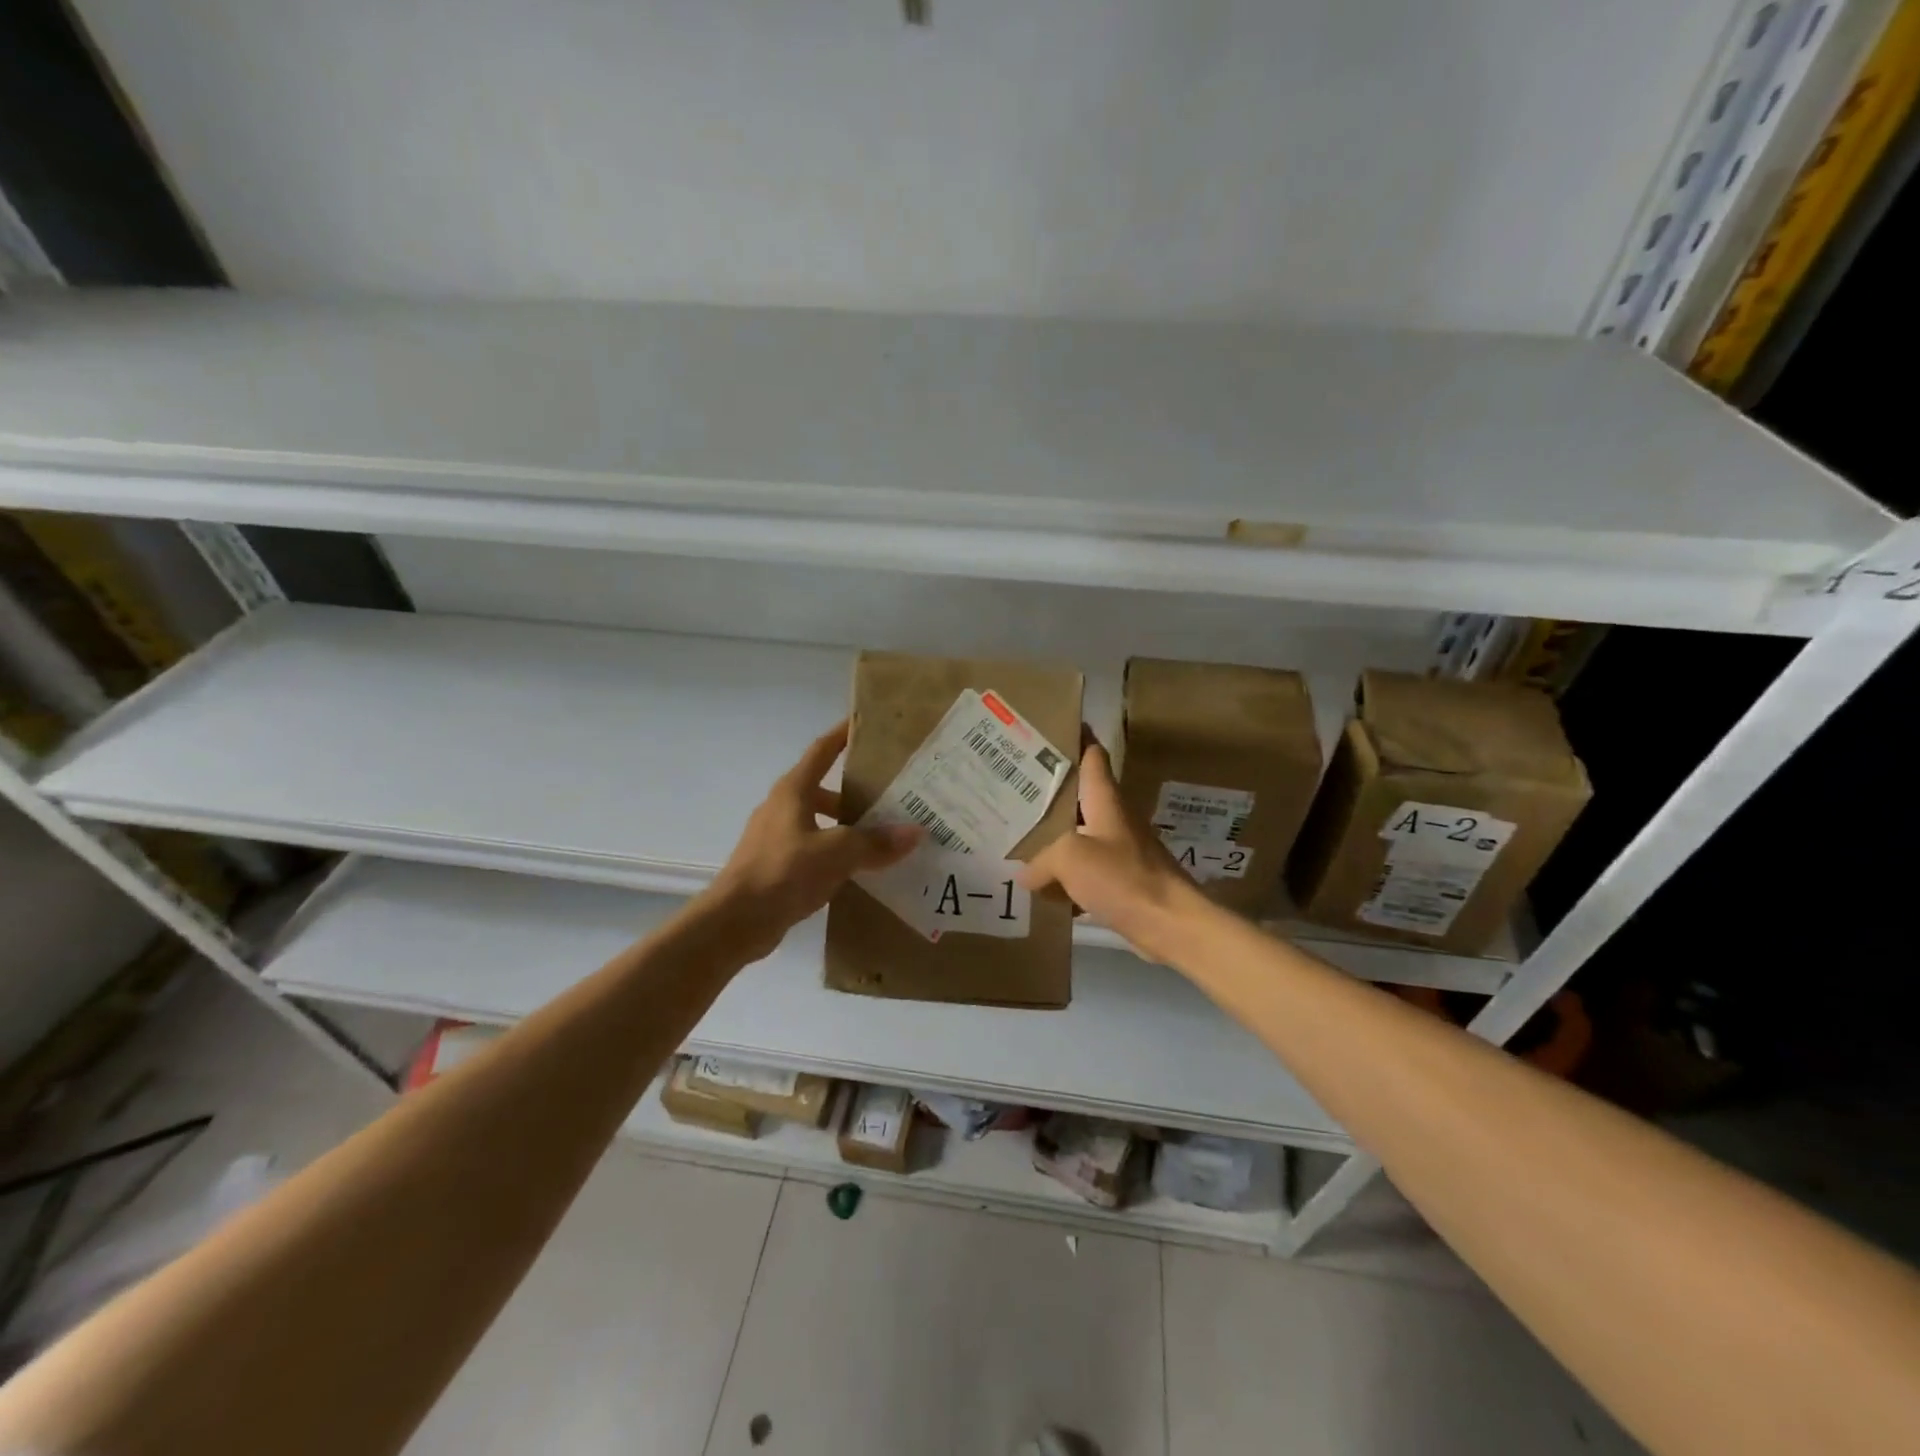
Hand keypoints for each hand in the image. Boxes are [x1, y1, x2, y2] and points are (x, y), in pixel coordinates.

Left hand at [702, 721, 921, 959]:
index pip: (822, 751)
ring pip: (818, 820)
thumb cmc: (784, 872)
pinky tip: (857, 867)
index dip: (843, 735)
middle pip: (823, 787)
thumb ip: (876, 842)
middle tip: (890, 793)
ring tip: (881, 834)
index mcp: (793, 791)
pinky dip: (834, 851)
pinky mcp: (774, 865)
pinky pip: (812, 848)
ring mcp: (775, 836)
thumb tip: (916, 832)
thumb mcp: (837, 853)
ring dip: (846, 824)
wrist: (735, 921)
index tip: (865, 724)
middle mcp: (782, 807)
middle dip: (854, 789)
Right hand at [1019, 740, 1208, 962]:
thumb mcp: (1071, 859)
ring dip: (1053, 837)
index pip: (1092, 755)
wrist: (1171, 924)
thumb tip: (1025, 873)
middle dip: (1049, 792)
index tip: (1049, 726)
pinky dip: (1064, 876)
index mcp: (1106, 800)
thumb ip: (1042, 859)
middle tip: (1012, 788)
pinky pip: (1085, 871)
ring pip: (1079, 835)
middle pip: (1079, 796)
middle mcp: (1114, 819)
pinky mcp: (1121, 881)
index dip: (1075, 737)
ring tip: (1017, 837)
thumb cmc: (1124, 878)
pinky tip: (1041, 887)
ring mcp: (1120, 850)